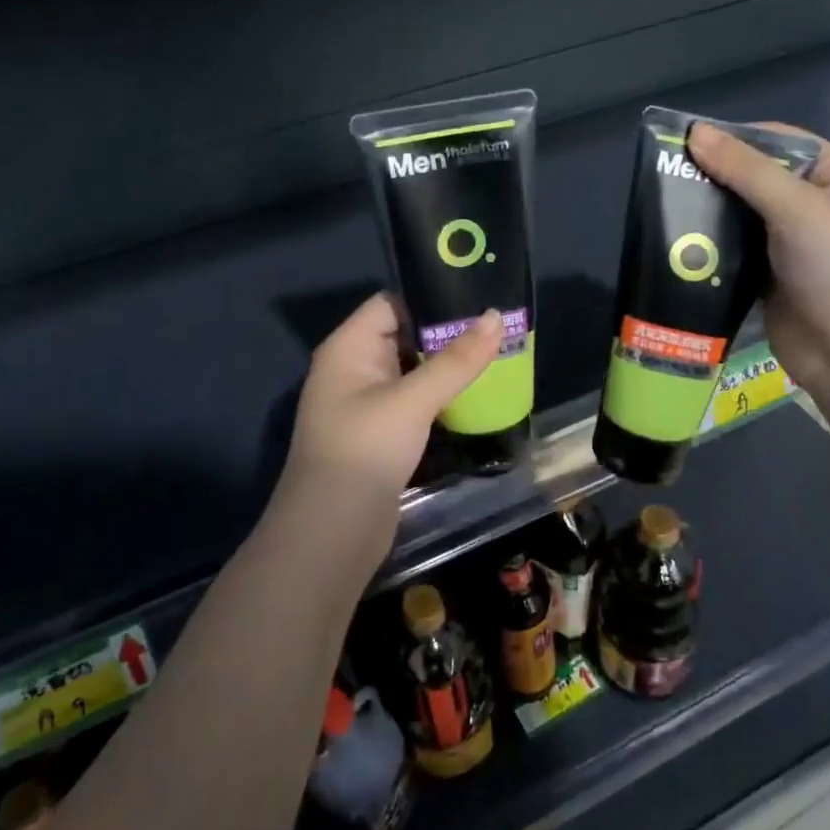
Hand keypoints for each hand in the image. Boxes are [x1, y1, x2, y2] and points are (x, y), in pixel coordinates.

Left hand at [275, 294, 503, 553]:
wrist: (332, 533)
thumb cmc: (365, 451)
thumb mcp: (412, 401)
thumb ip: (456, 360)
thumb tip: (497, 316)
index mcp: (348, 347)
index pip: (391, 303)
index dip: (429, 296)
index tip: (476, 296)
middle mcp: (353, 367)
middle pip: (404, 334)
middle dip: (446, 331)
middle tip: (497, 325)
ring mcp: (366, 401)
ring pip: (412, 369)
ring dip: (446, 364)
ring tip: (496, 352)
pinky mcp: (381, 431)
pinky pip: (414, 398)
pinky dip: (440, 393)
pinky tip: (475, 392)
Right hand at [686, 123, 829, 415]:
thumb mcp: (799, 210)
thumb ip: (746, 171)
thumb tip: (696, 131)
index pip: (782, 143)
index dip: (736, 138)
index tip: (685, 140)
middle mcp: (817, 207)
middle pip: (757, 179)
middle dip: (715, 177)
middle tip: (663, 174)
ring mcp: (792, 246)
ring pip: (741, 217)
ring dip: (708, 213)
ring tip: (661, 205)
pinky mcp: (770, 279)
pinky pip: (734, 252)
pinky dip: (710, 247)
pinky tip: (677, 242)